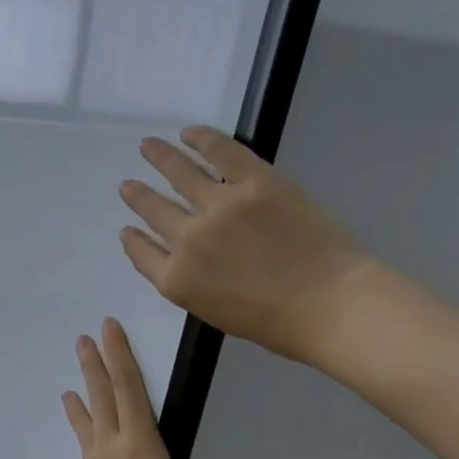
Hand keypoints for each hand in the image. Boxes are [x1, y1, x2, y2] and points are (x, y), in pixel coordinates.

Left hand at [62, 318, 209, 458]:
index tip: (108, 328)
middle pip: (101, 397)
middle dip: (93, 365)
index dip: (120, 354)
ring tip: (68, 393)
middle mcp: (112, 448)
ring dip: (78, 408)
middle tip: (82, 340)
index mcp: (142, 442)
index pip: (130, 386)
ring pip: (86, 429)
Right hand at [119, 126, 380, 373]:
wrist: (331, 305)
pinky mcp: (255, 181)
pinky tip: (189, 133)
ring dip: (159, 158)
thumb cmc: (278, 324)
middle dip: (137, 196)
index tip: (127, 229)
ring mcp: (220, 206)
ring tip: (148, 146)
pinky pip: (220, 151)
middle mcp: (187, 239)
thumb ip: (192, 284)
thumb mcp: (216, 313)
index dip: (132, 240)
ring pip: (179, 173)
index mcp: (176, 279)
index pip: (142, 253)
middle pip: (153, 210)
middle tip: (127, 185)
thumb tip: (185, 259)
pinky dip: (201, 138)